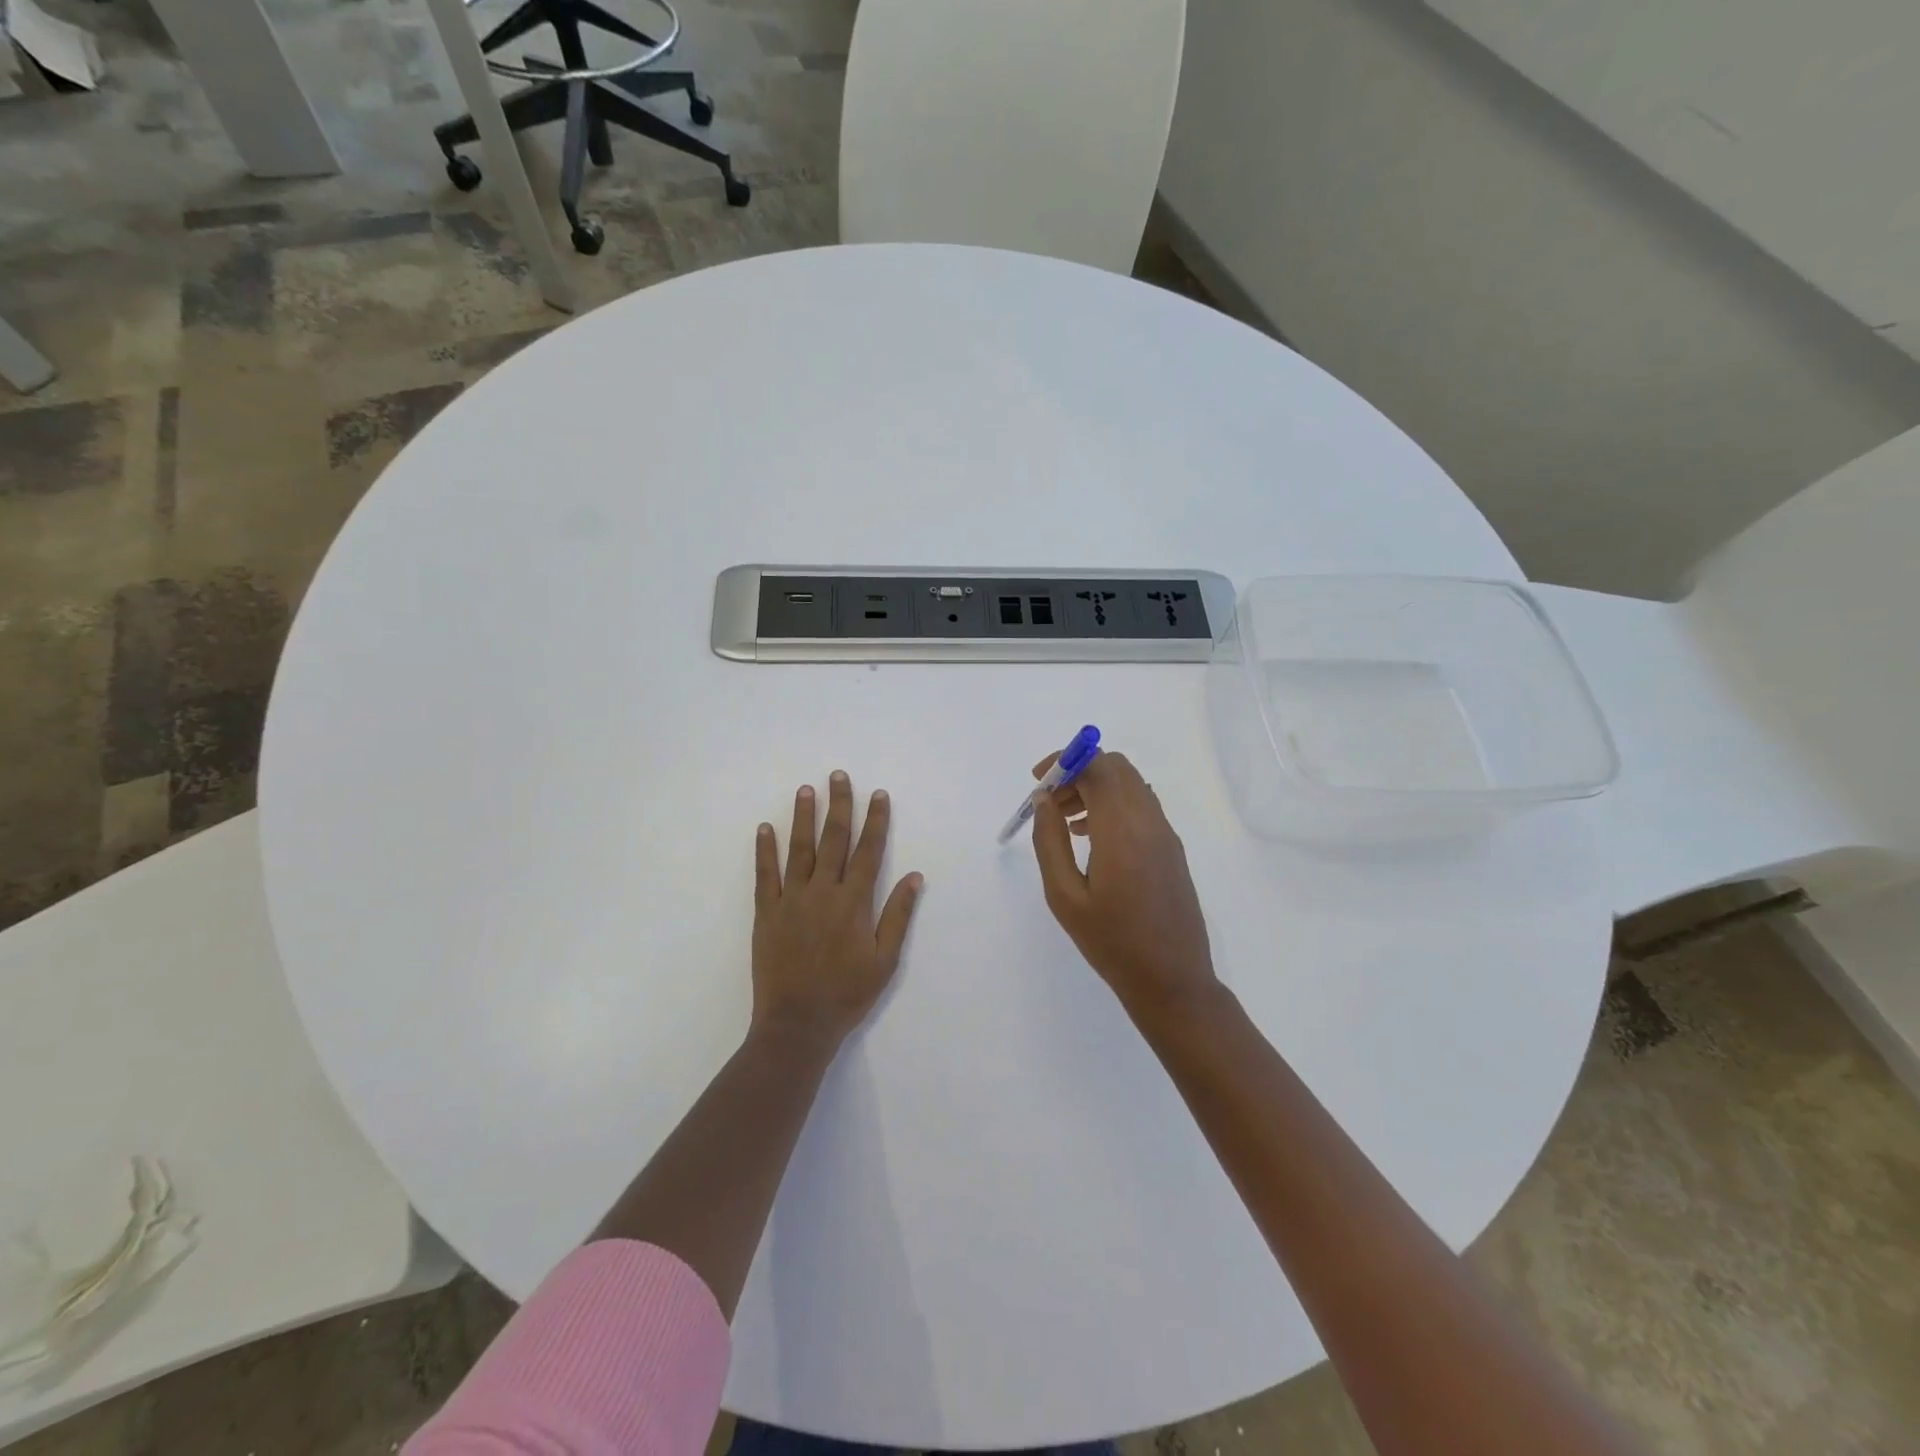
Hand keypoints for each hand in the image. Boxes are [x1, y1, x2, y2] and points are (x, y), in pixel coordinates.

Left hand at [753, 770, 922, 1046]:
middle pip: (834, 840)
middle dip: (839, 805)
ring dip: (804, 817)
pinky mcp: (767, 912)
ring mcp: (792, 900)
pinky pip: (766, 874)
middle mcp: (824, 892)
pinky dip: (765, 850)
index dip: (875, 821)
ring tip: (806, 789)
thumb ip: (897, 915)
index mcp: (854, 902)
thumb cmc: (847, 994)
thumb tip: (914, 877)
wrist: (797, 1024)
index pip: (869, 851)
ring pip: (800, 849)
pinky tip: (765, 828)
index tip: (878, 794)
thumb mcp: (885, 960)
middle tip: (839, 776)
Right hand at [1031, 751, 1219, 1023]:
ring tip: (1066, 822)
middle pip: (1115, 767)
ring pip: (1130, 785)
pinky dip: (1114, 804)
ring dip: (1096, 788)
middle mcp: (1149, 821)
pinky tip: (1093, 839)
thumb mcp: (1065, 896)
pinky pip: (1141, 806)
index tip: (1038, 780)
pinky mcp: (1172, 848)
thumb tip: (1044, 800)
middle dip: (1079, 771)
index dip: (1065, 760)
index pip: (1097, 766)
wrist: (1172, 980)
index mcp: (1122, 829)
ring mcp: (1165, 834)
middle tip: (1051, 802)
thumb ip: (1050, 842)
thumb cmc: (1111, 942)